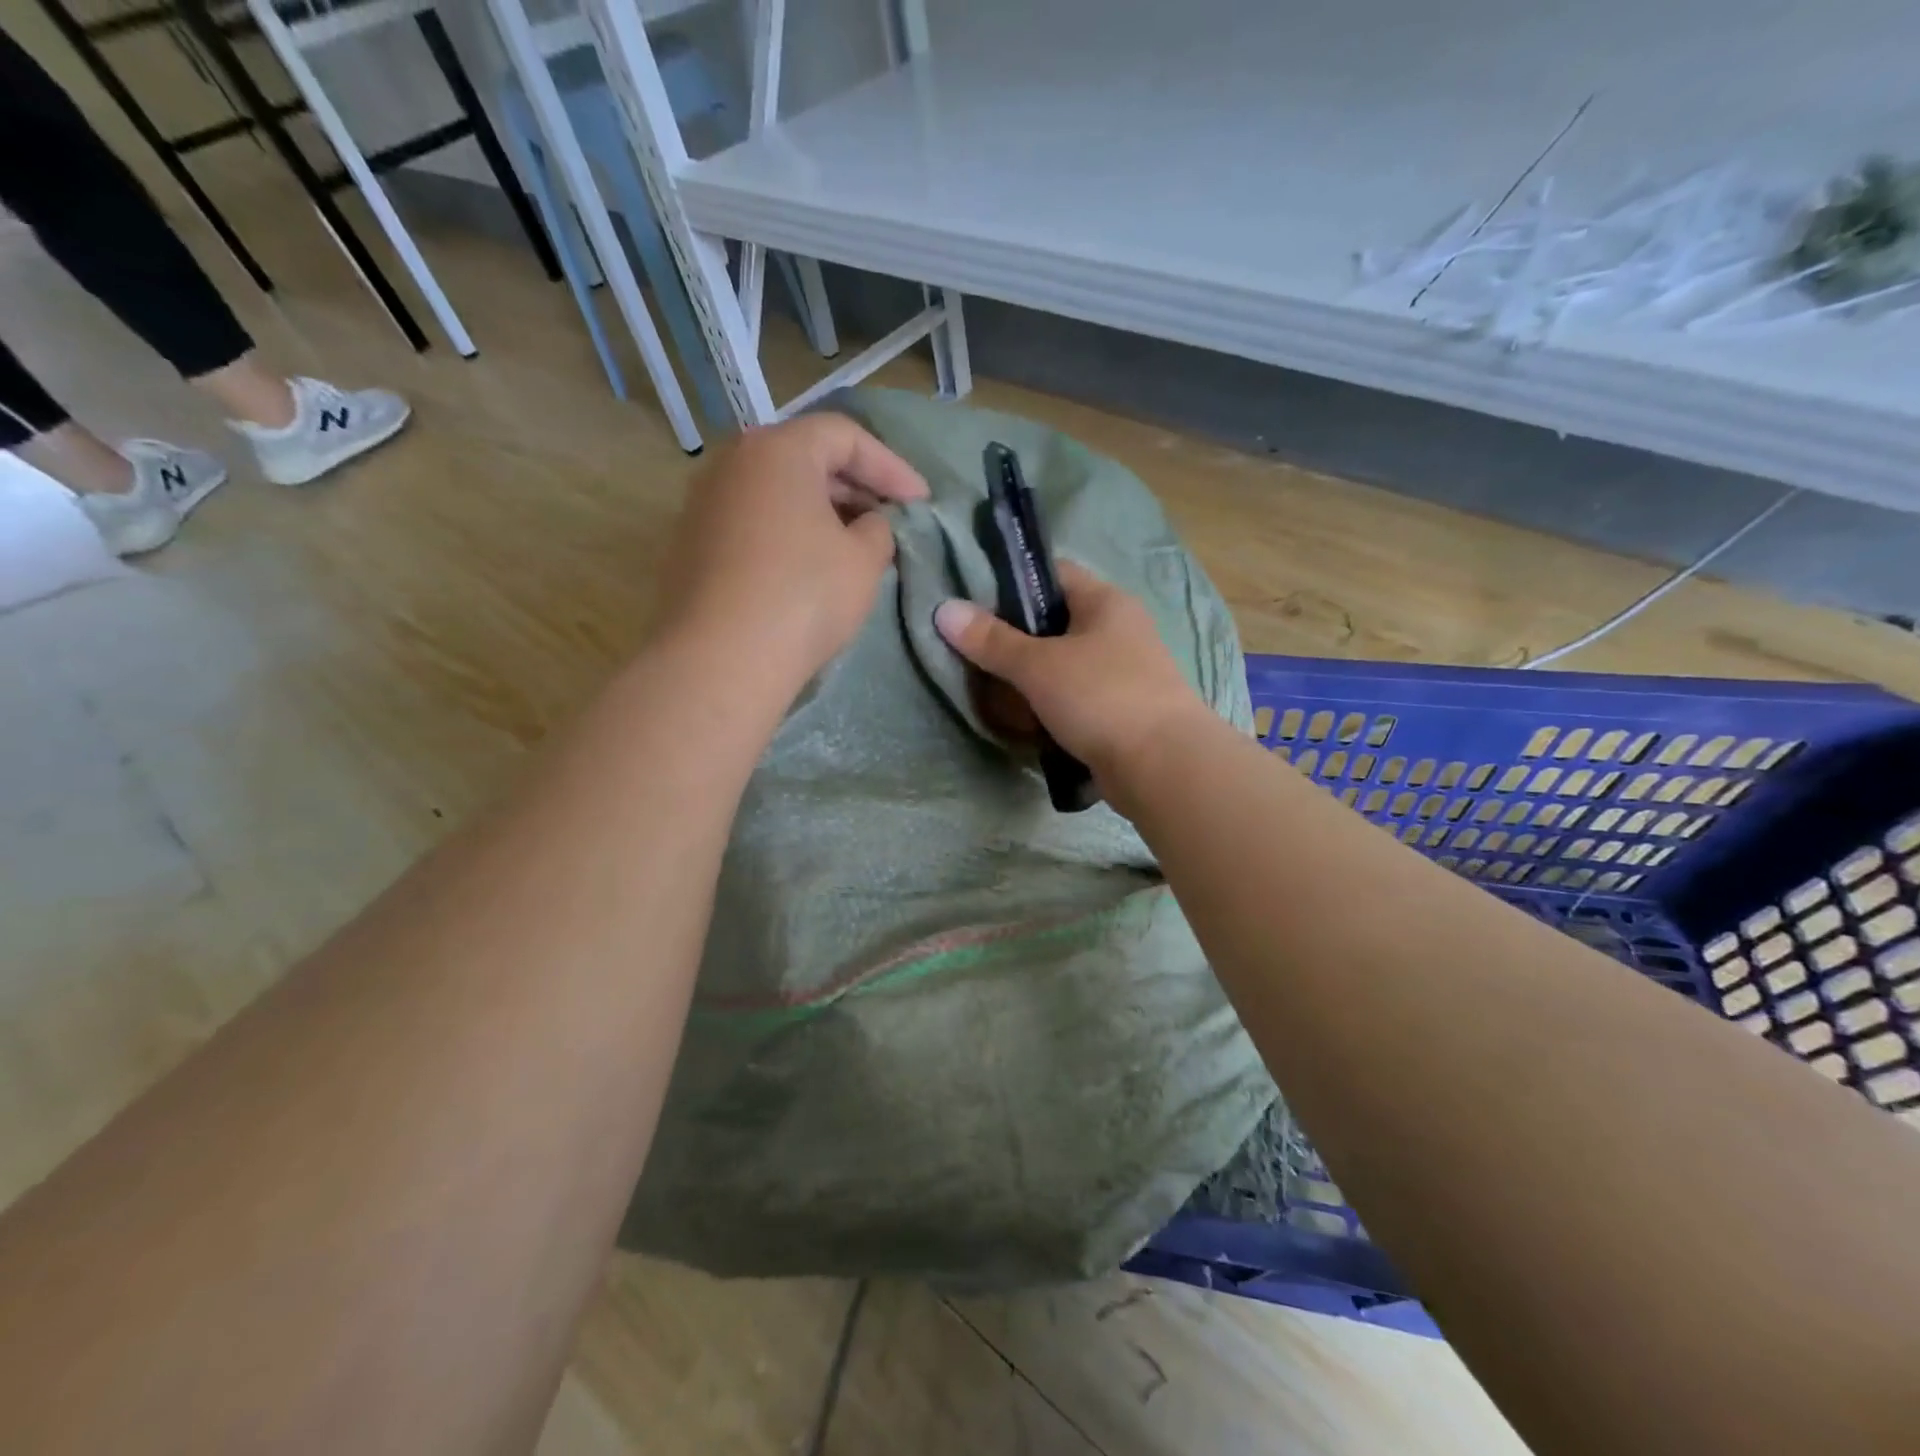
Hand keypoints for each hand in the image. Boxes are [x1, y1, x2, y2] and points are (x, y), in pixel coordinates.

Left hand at [658, 414, 927, 688]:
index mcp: (777, 450)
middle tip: (891, 520)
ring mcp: (704, 504)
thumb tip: (869, 524)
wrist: (721, 660)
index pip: (845, 436)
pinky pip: (753, 524)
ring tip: (855, 545)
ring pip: (777, 493)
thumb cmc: (804, 596)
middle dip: (855, 487)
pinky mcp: (692, 545)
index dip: (891, 467)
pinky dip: (789, 534)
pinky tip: (810, 569)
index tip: (921, 502)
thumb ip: (879, 529)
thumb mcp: (864, 560)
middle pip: (805, 459)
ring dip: (822, 512)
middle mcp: (732, 463)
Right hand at [933, 562, 1211, 793]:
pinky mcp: (1120, 713)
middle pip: (1054, 625)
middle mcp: (1118, 631)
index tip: (973, 603)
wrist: (1163, 766)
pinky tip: (1024, 723)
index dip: (1011, 583)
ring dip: (1030, 682)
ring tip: (992, 695)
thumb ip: (991, 640)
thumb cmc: (1101, 697)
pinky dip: (1049, 709)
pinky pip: (1074, 701)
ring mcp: (1122, 674)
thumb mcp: (1038, 665)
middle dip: (1014, 642)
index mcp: (1105, 603)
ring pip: (1062, 667)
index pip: (1053, 575)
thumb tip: (945, 610)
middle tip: (974, 656)